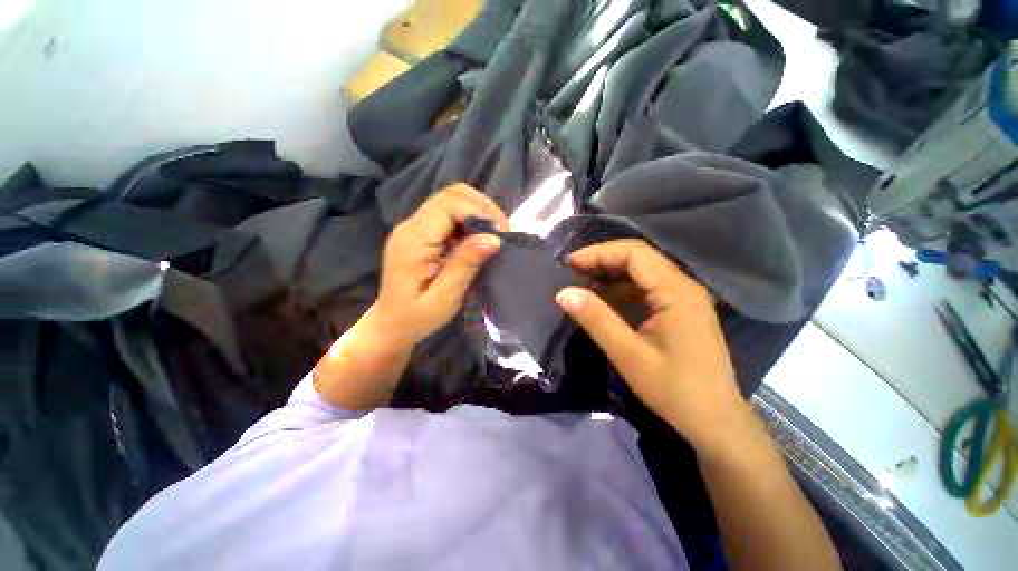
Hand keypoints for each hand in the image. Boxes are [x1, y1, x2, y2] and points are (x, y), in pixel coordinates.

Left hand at [368, 183, 508, 351]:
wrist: (390, 324)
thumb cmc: (416, 317)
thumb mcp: (445, 296)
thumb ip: (466, 264)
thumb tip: (494, 239)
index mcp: (414, 239)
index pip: (448, 204)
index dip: (478, 212)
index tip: (500, 234)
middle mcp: (411, 225)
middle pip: (450, 194)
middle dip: (482, 207)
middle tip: (501, 231)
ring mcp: (414, 227)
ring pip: (451, 201)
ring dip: (477, 212)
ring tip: (494, 235)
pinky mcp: (420, 233)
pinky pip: (448, 215)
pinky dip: (469, 221)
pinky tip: (478, 239)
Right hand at [554, 240, 750, 455]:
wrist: (716, 422)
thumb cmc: (675, 391)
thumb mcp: (629, 355)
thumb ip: (596, 320)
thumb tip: (563, 293)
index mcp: (677, 292)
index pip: (635, 253)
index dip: (600, 252)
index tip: (570, 262)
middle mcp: (684, 286)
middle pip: (640, 258)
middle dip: (604, 260)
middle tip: (573, 271)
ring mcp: (685, 298)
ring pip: (643, 273)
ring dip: (612, 274)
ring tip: (583, 283)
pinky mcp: (681, 311)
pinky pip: (648, 289)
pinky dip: (623, 290)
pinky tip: (605, 300)